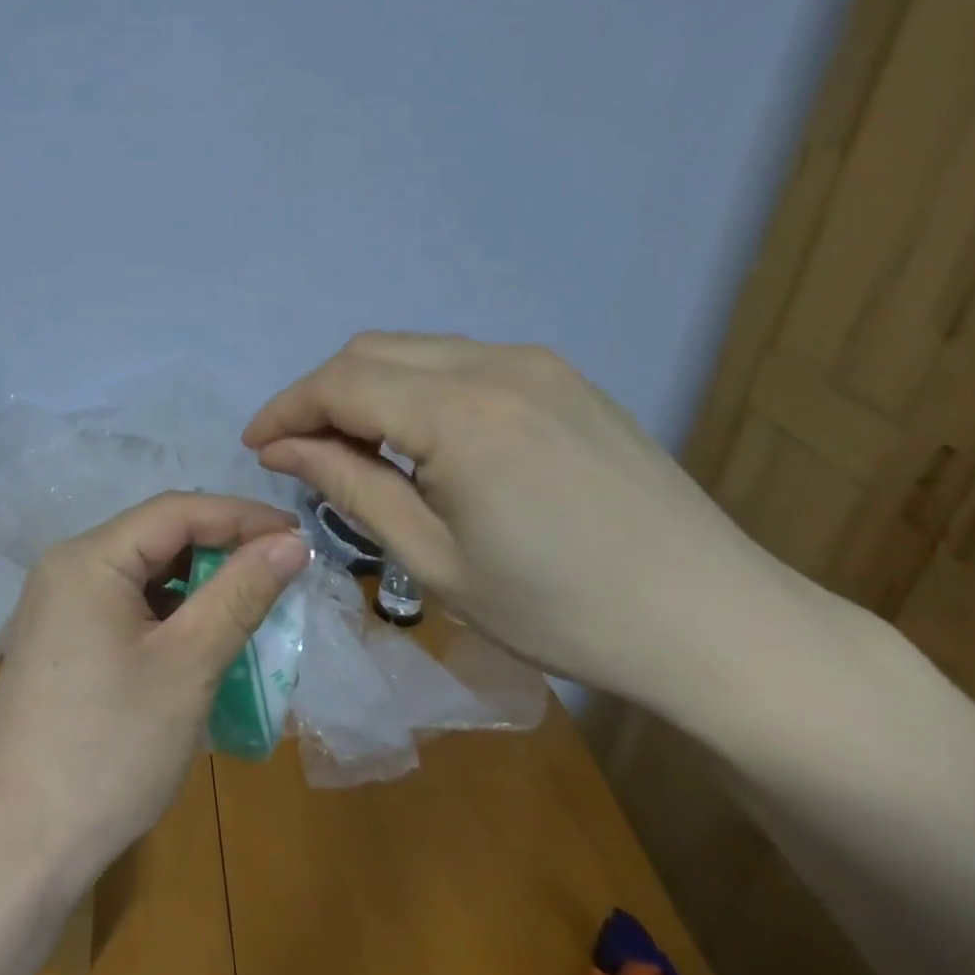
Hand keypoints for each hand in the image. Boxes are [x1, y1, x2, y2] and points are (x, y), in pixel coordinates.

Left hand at [0, 492, 307, 892]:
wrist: (18, 848)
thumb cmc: (109, 748)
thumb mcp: (188, 666)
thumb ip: (240, 594)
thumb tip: (290, 542)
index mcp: (89, 557)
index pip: (176, 510)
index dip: (241, 516)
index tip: (299, 536)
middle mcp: (67, 566)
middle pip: (157, 537)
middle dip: (222, 549)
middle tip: (281, 573)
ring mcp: (59, 605)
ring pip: (143, 573)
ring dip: (198, 584)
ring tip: (251, 606)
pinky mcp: (62, 640)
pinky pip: (125, 605)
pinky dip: (169, 613)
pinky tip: (200, 641)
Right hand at [243, 333, 810, 709]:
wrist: (717, 625)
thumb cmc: (561, 611)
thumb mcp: (433, 560)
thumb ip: (349, 487)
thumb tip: (282, 449)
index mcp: (460, 414)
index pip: (339, 385)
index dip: (286, 410)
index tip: (256, 446)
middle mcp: (494, 364)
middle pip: (369, 353)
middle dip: (320, 395)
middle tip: (300, 452)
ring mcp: (535, 363)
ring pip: (413, 350)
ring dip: (366, 388)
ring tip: (355, 449)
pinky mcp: (561, 376)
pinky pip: (459, 360)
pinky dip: (415, 387)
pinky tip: (421, 439)